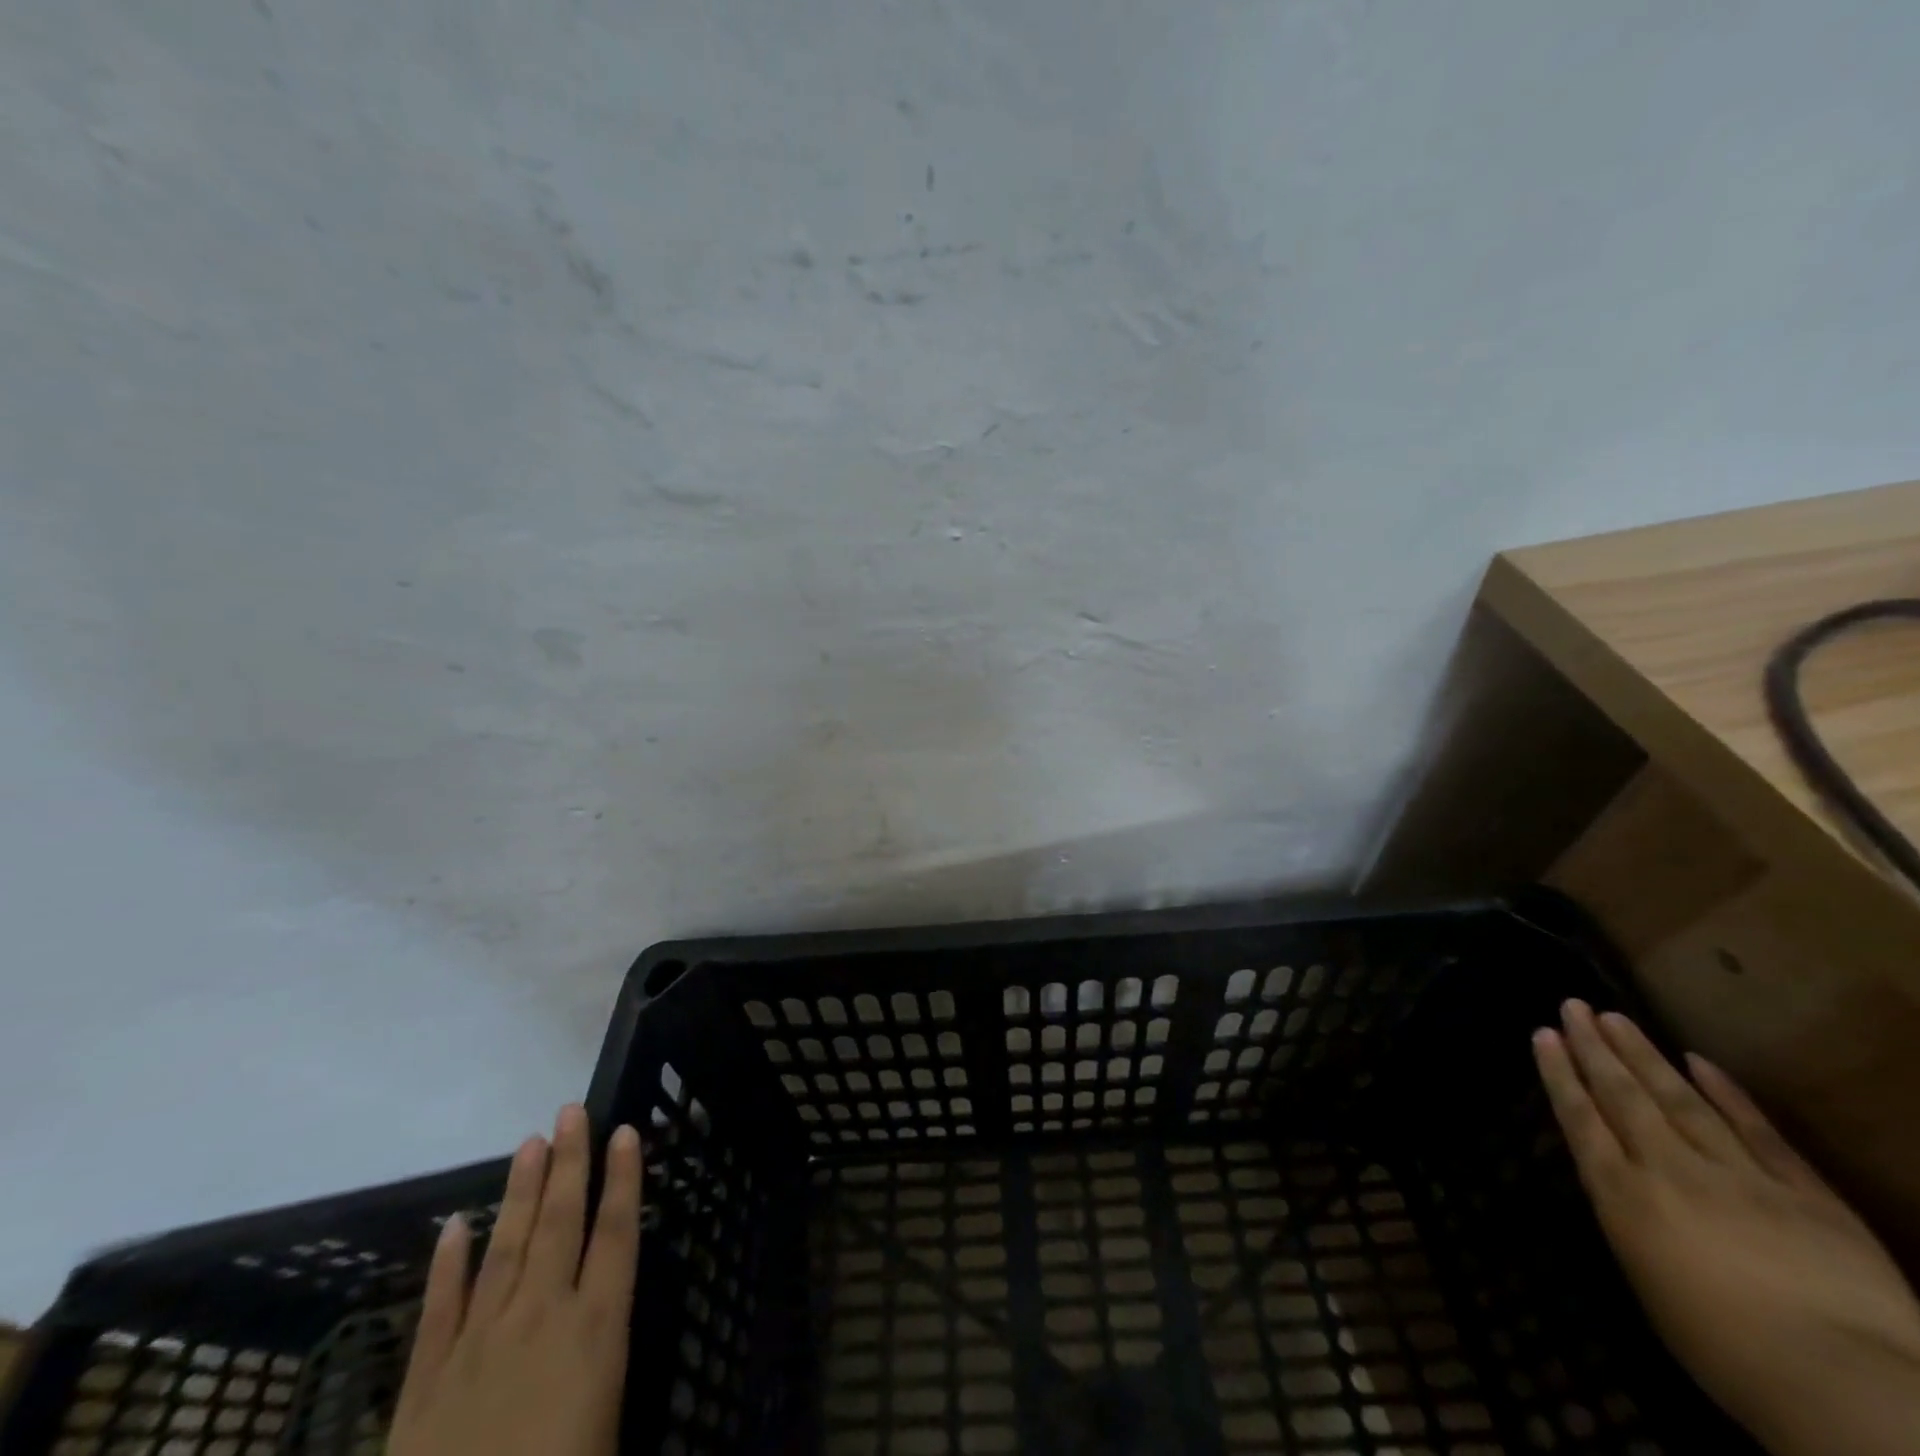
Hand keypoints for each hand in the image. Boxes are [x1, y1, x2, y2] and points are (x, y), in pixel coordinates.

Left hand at [389, 1106, 643, 1455]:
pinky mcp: (426, 1381)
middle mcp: (542, 1317)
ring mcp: (480, 1344)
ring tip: (529, 1142)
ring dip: (519, 1192)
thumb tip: (609, 1339)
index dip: (623, 1179)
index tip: (625, 1132)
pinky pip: (441, 1308)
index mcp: (596, 1330)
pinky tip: (452, 1225)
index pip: (617, 1233)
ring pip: (507, 1247)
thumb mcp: (609, 1433)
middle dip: (569, 1163)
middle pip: (561, 1223)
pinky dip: (448, 1264)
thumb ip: (606, 1374)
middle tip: (571, 1111)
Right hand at [1534, 1001, 1919, 1455]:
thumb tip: (1624, 1187)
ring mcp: (1739, 1175)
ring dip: (1643, 1055)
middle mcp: (1669, 1170)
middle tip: (1573, 1005)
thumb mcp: (1649, 1283)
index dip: (1559, 1074)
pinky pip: (1758, 1131)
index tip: (1543, 1034)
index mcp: (1624, 1197)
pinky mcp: (1803, 1192)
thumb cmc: (1726, 1352)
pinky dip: (1726, 1093)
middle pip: (1624, 1097)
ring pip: (1679, 1100)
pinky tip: (1699, 1061)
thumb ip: (1633, 1221)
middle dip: (1594, 1049)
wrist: (1843, 1384)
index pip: (1580, 1119)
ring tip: (1615, 1016)